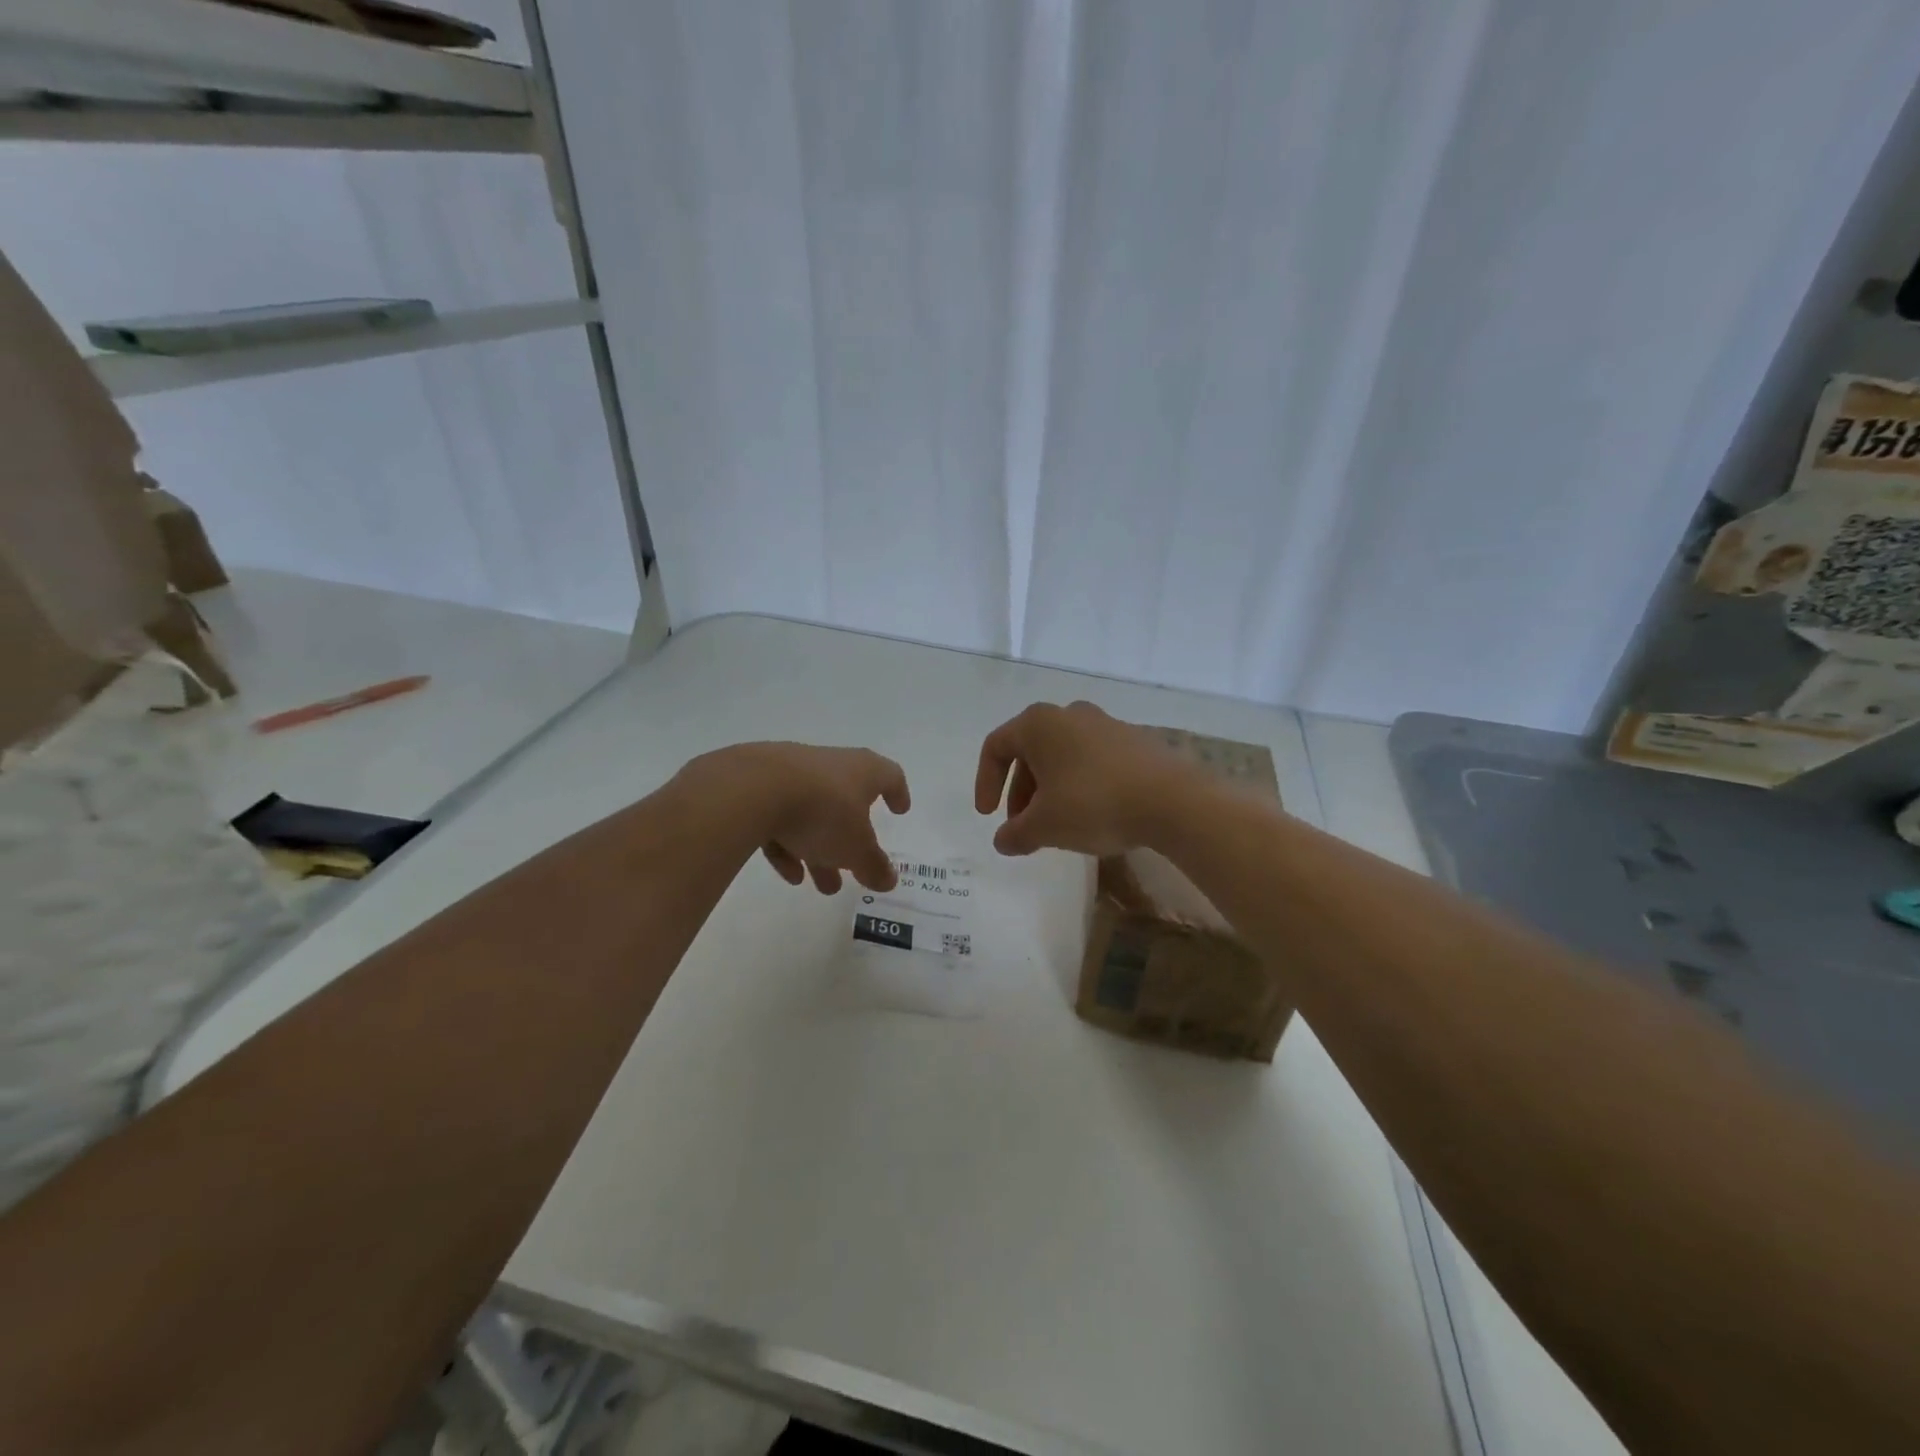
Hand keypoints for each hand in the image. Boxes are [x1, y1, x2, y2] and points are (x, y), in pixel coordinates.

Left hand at [702, 743, 910, 894]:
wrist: (752, 789)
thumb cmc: (823, 812)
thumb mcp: (856, 848)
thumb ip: (874, 865)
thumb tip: (889, 880)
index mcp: (862, 770)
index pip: (889, 776)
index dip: (897, 794)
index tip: (900, 811)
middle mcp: (830, 764)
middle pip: (847, 802)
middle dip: (850, 841)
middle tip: (853, 871)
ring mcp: (791, 771)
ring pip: (812, 813)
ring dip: (819, 848)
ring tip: (819, 885)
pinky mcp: (757, 784)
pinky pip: (780, 816)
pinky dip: (787, 843)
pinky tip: (788, 873)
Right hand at [974, 702, 1197, 856]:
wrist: (1172, 800)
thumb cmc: (1093, 804)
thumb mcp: (1044, 827)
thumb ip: (1015, 834)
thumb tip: (1003, 841)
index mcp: (1039, 724)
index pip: (996, 747)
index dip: (985, 782)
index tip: (989, 816)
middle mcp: (1069, 714)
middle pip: (1030, 751)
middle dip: (1020, 792)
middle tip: (1023, 826)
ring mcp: (1105, 724)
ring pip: (1062, 756)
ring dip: (1049, 790)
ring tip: (1056, 826)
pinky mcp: (1134, 741)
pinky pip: (1092, 760)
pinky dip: (1079, 785)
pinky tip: (1091, 816)